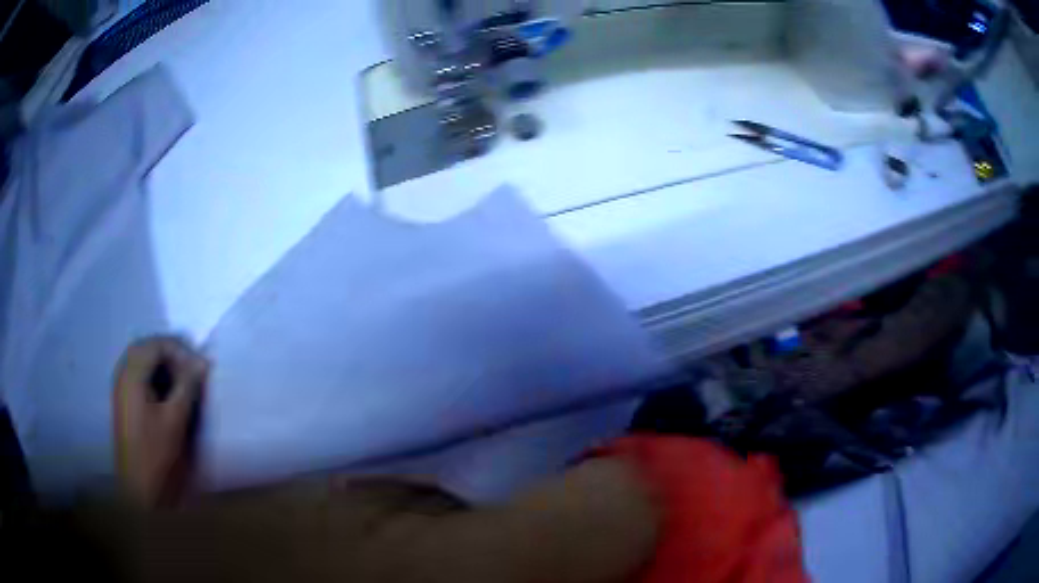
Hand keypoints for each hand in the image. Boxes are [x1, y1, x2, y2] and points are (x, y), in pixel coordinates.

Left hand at [113, 336, 208, 506]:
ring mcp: (122, 387)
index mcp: (131, 374)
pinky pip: (141, 377)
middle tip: (194, 374)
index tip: (201, 368)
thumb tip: (203, 361)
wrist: (139, 490)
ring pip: (144, 362)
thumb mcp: (175, 419)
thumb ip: (187, 386)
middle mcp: (123, 373)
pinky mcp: (125, 402)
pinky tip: (170, 396)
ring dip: (165, 367)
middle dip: (173, 355)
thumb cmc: (156, 454)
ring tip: (185, 385)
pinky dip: (157, 379)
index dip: (180, 350)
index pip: (156, 343)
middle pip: (148, 348)